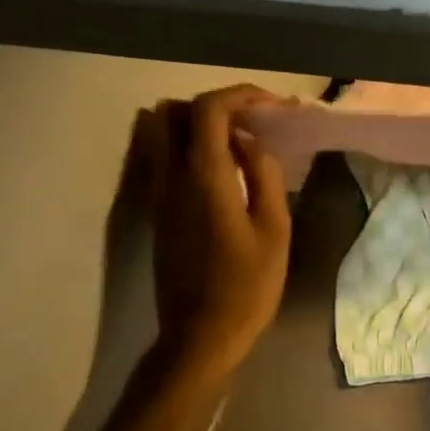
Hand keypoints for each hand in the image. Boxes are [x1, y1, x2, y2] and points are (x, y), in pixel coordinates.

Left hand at [135, 85, 291, 372]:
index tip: (273, 106)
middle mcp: (170, 178)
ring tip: (235, 141)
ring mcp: (156, 194)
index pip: (208, 110)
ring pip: (159, 132)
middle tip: (254, 121)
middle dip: (217, 105)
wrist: (202, 335)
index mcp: (204, 178)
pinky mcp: (155, 211)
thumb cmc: (248, 285)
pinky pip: (158, 157)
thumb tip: (248, 140)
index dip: (241, 95)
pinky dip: (184, 145)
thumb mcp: (275, 228)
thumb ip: (264, 174)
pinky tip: (219, 167)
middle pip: (175, 112)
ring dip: (195, 124)